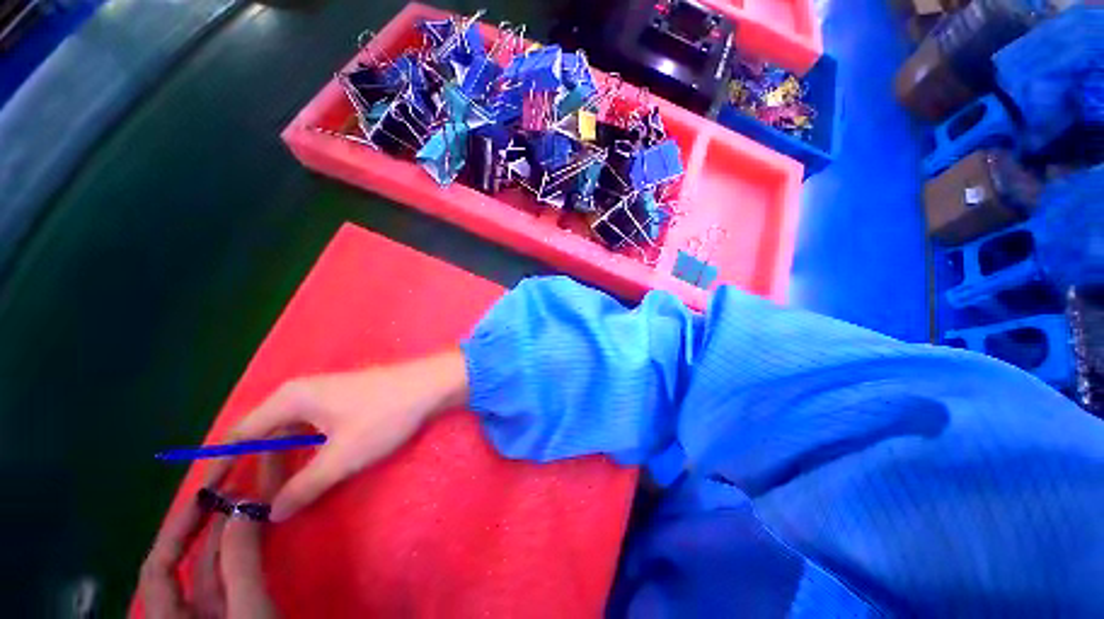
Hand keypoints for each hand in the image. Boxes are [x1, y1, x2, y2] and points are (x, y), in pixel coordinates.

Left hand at [140, 459, 278, 618]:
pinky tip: (257, 528)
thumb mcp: (250, 615)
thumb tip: (244, 507)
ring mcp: (215, 615)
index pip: (160, 568)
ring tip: (250, 496)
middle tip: (236, 484)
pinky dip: (244, 548)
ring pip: (214, 566)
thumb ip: (241, 563)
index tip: (207, 492)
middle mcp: (186, 616)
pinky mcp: (239, 612)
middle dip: (209, 524)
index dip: (178, 528)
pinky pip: (234, 574)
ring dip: (230, 531)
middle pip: (188, 562)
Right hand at [209, 350, 468, 521]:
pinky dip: (308, 452)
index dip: (223, 465)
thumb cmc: (384, 416)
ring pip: (292, 434)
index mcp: (290, 399)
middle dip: (260, 470)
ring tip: (288, 495)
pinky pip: (314, 429)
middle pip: (266, 435)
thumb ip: (303, 487)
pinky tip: (314, 470)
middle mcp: (302, 393)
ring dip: (287, 464)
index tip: (210, 495)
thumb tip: (272, 513)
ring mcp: (327, 394)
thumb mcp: (340, 457)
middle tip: (259, 506)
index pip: (240, 435)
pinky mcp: (347, 400)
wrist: (431, 385)